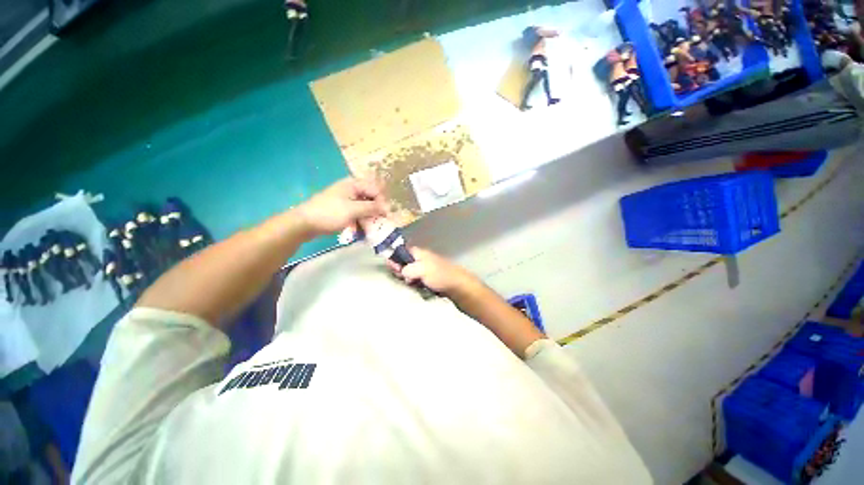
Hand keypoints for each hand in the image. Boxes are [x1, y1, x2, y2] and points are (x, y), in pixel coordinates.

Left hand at [296, 178, 387, 235]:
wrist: (304, 223)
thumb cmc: (329, 214)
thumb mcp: (353, 210)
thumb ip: (372, 207)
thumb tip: (388, 207)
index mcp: (353, 184)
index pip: (376, 190)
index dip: (382, 202)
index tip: (386, 216)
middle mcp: (351, 189)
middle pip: (371, 197)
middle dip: (377, 210)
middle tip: (380, 222)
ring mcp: (346, 199)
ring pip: (365, 206)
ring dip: (369, 216)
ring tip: (371, 226)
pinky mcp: (342, 208)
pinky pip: (357, 212)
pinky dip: (361, 219)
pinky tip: (362, 227)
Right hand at [388, 247, 478, 294]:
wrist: (456, 285)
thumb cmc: (439, 275)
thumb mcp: (421, 269)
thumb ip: (407, 269)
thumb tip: (402, 272)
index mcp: (418, 253)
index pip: (401, 251)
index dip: (394, 258)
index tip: (392, 267)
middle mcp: (420, 259)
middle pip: (403, 263)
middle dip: (400, 271)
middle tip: (403, 277)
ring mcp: (423, 269)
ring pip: (408, 273)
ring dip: (407, 279)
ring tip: (412, 283)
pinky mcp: (426, 278)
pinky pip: (415, 280)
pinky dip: (413, 283)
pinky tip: (416, 286)